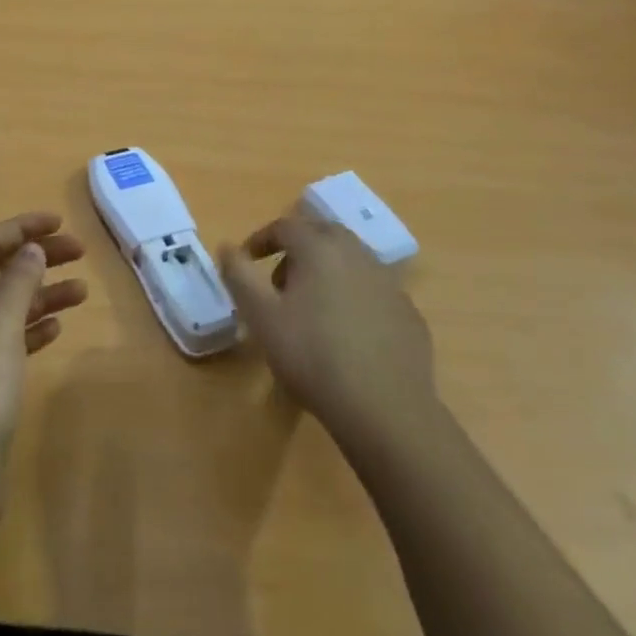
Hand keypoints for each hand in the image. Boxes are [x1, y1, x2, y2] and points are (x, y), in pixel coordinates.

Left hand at [0, 211, 86, 540]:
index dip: (20, 228)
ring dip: (43, 292)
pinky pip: (13, 338)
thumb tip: (32, 249)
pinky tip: (59, 328)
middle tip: (80, 251)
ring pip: (10, 305)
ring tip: (82, 290)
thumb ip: (17, 284)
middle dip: (37, 256)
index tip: (60, 222)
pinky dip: (36, 326)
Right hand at [220, 217, 438, 455]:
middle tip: (278, 283)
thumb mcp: (261, 316)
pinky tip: (347, 332)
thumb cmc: (312, 356)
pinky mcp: (408, 312)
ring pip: (350, 260)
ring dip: (326, 271)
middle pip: (321, 234)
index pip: (285, 226)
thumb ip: (239, 275)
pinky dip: (353, 296)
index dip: (261, 239)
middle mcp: (357, 253)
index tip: (247, 261)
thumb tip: (227, 246)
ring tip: (311, 308)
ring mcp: (389, 282)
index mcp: (319, 248)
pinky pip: (372, 290)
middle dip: (296, 250)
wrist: (385, 409)